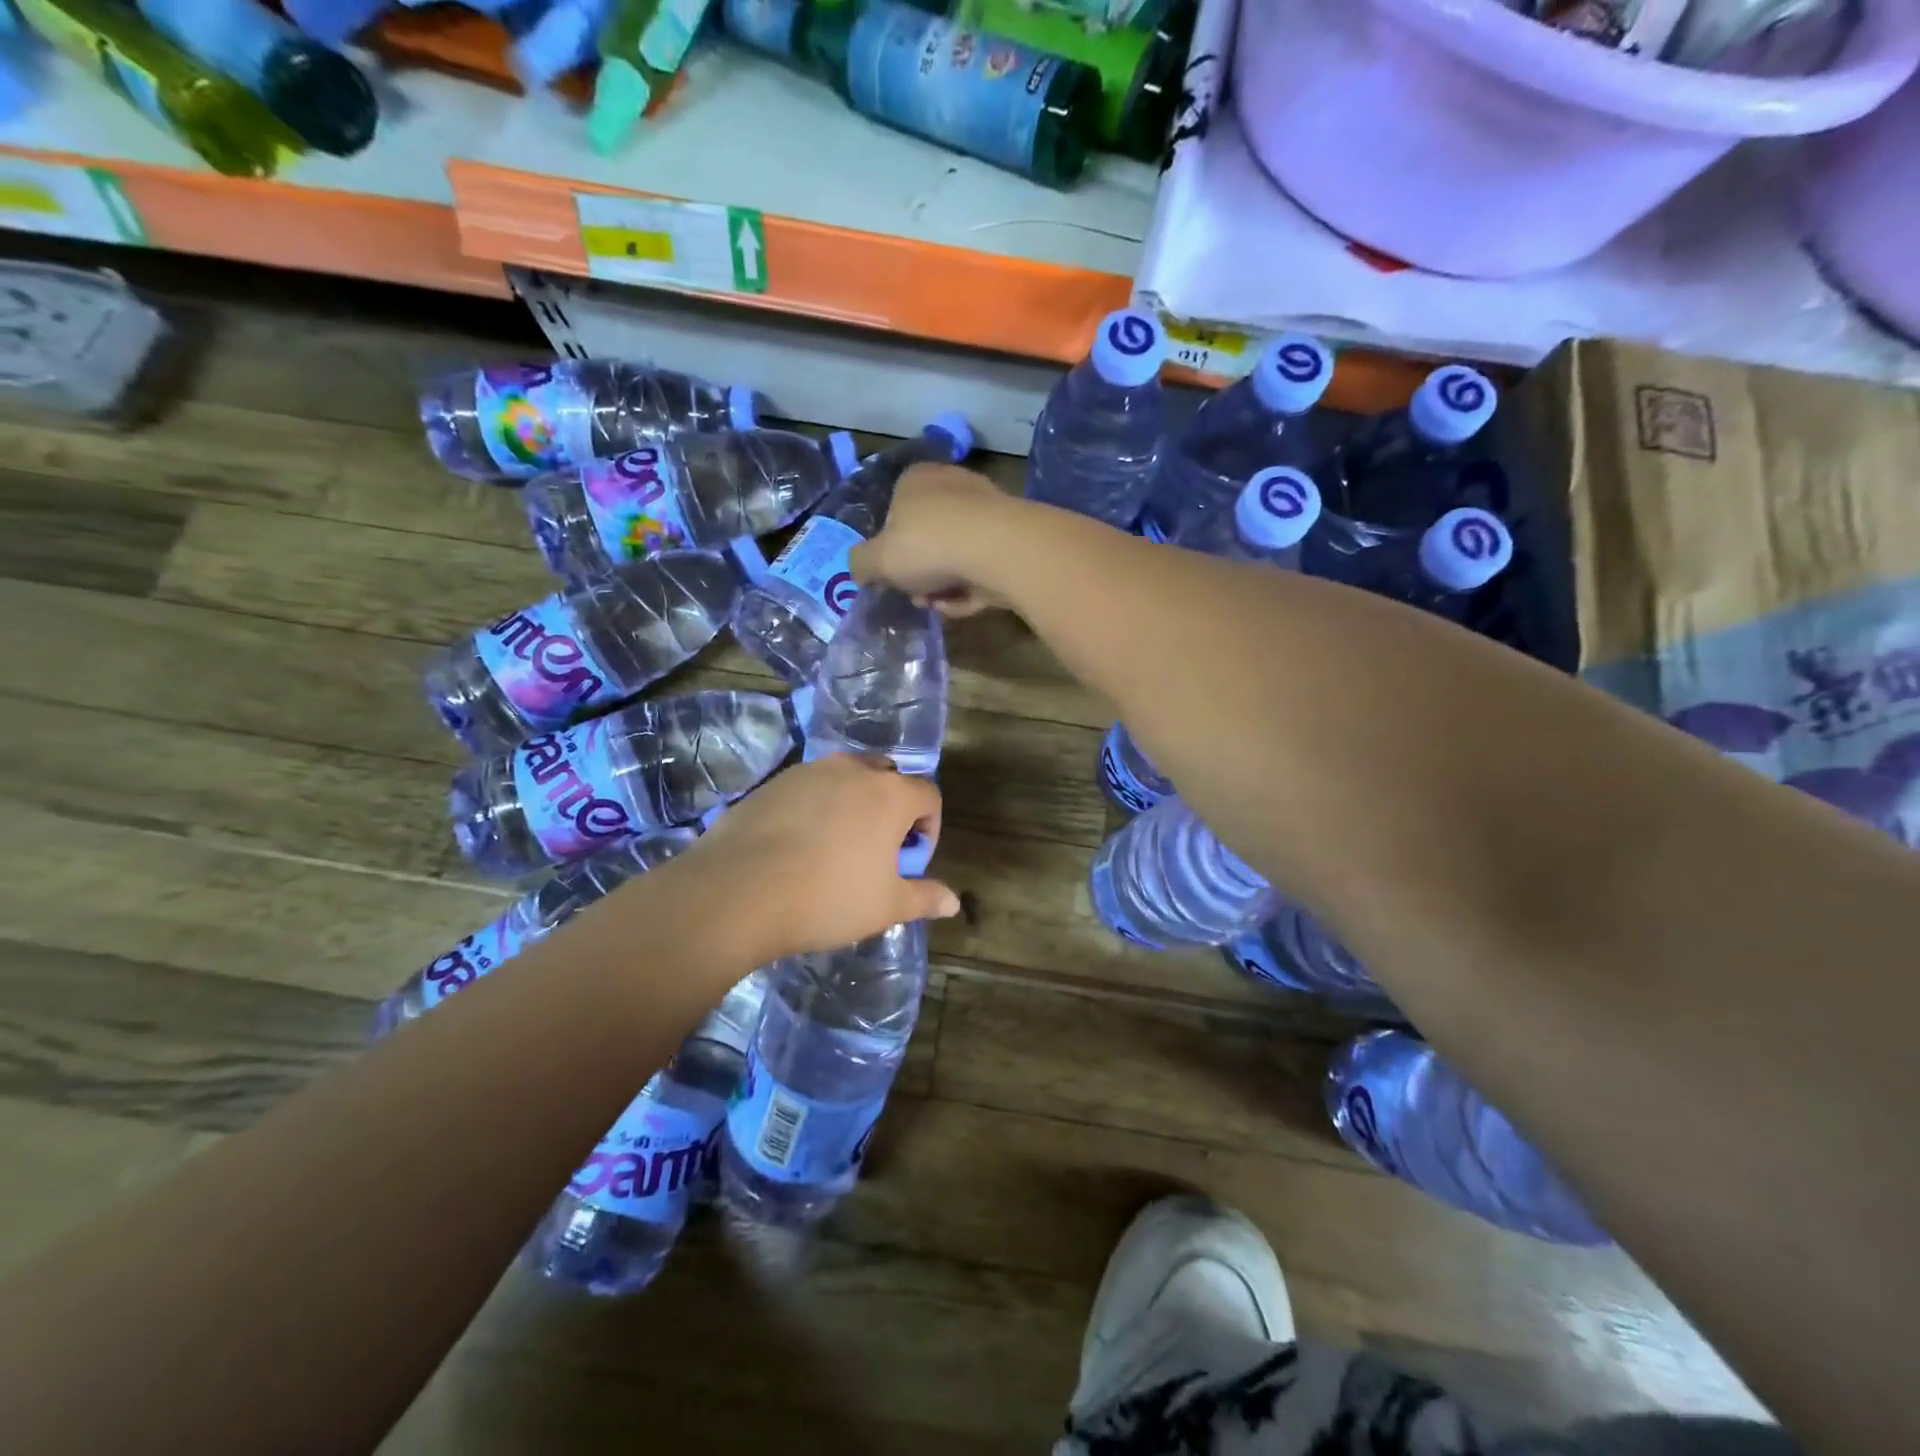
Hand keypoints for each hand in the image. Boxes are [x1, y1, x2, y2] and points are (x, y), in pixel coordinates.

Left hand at [681, 754, 960, 962]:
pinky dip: (816, 807)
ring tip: (835, 848)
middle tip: (876, 851)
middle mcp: (853, 770)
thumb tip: (953, 902)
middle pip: (888, 777)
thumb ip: (924, 898)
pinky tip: (797, 845)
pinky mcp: (774, 782)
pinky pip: (809, 787)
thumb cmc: (827, 898)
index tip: (909, 863)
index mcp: (890, 794)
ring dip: (853, 804)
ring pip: (846, 778)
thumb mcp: (885, 906)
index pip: (929, 795)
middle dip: (892, 808)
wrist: (738, 891)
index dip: (929, 829)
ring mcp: (810, 771)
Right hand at [850, 464, 1020, 617]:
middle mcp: (952, 484)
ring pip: (955, 556)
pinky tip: (969, 603)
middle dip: (920, 574)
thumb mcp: (878, 560)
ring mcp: (986, 509)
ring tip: (943, 604)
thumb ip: (861, 564)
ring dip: (945, 586)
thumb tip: (860, 569)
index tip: (891, 578)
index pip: (893, 513)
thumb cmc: (929, 546)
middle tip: (918, 596)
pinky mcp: (1011, 536)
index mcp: (916, 479)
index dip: (890, 551)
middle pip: (927, 539)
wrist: (1000, 550)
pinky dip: (973, 587)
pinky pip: (982, 566)